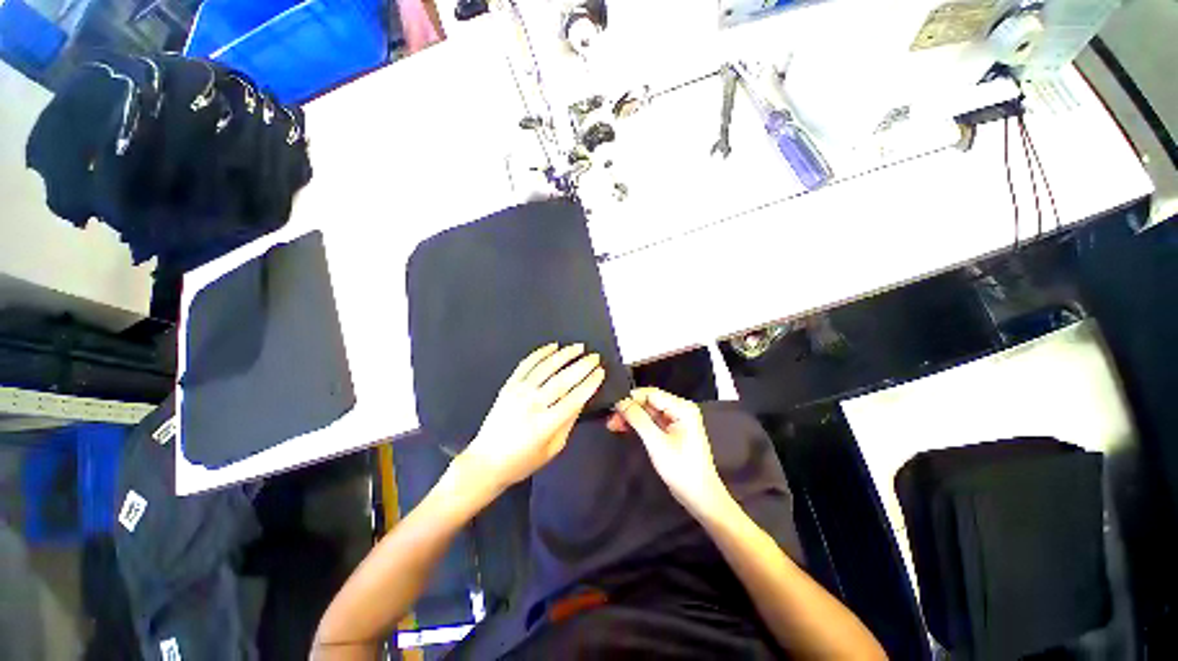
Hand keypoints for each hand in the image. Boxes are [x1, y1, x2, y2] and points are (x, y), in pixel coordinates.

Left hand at [458, 343, 604, 496]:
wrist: (486, 461)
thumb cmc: (523, 460)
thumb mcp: (553, 448)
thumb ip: (568, 423)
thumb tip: (582, 399)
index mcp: (546, 424)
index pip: (574, 399)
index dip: (589, 384)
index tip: (600, 372)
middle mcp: (533, 404)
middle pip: (562, 380)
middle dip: (581, 366)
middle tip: (594, 356)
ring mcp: (519, 392)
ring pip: (545, 368)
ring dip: (564, 355)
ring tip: (578, 347)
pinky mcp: (508, 386)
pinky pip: (526, 365)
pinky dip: (540, 353)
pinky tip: (552, 346)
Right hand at [608, 388, 730, 515]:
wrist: (699, 496)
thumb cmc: (681, 468)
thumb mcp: (656, 442)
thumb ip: (638, 419)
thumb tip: (621, 401)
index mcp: (682, 408)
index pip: (651, 394)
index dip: (631, 398)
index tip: (612, 407)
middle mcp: (680, 409)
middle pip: (649, 401)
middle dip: (629, 409)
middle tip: (610, 419)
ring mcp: (676, 419)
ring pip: (648, 411)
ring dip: (631, 417)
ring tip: (613, 425)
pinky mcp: (671, 430)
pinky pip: (651, 421)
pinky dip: (638, 424)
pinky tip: (623, 428)